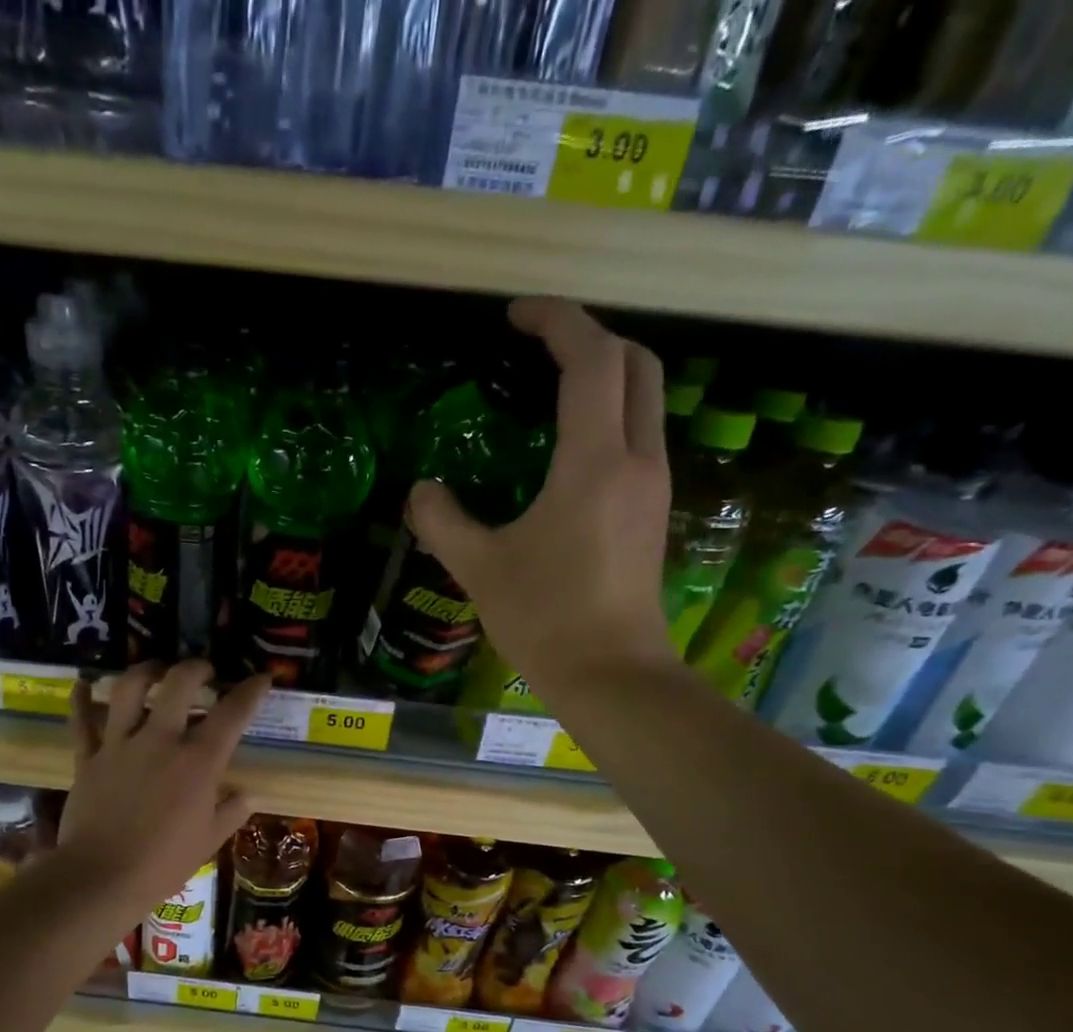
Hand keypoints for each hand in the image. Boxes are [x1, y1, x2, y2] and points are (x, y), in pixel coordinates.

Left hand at [61, 661, 269, 908]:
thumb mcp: (209, 841)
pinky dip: (80, 700)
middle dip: (196, 668)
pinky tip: (82, 684)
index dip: (251, 691)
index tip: (262, 678)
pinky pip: (81, 722)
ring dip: (144, 671)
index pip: (232, 714)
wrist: (102, 877)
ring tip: (155, 669)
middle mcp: (160, 741)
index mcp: (198, 762)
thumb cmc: (164, 863)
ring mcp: (120, 746)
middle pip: (179, 684)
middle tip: (203, 671)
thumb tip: (248, 795)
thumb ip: (231, 812)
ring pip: (128, 690)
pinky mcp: (88, 758)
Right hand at [407, 297, 676, 697]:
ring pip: (643, 401)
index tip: (516, 315)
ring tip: (549, 391)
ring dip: (604, 377)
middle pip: (636, 365)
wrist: (611, 675)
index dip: (557, 321)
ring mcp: (652, 487)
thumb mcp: (479, 568)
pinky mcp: (652, 513)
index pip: (591, 360)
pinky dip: (608, 418)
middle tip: (540, 347)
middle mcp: (636, 461)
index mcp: (593, 462)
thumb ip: (442, 521)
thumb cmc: (545, 618)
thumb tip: (421, 491)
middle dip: (591, 338)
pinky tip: (566, 450)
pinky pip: (637, 438)